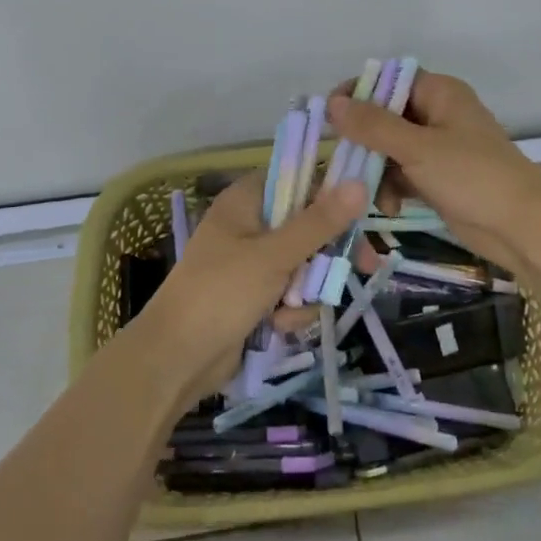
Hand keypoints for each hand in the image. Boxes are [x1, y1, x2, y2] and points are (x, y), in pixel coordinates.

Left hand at [139, 171, 366, 398]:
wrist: (176, 360)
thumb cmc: (221, 294)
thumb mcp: (274, 256)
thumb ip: (319, 222)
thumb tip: (358, 184)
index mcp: (246, 200)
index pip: (299, 180)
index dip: (332, 194)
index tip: (363, 212)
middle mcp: (250, 225)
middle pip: (308, 225)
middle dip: (328, 253)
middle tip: (364, 265)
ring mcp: (252, 262)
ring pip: (305, 263)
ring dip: (307, 288)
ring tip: (291, 307)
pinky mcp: (255, 295)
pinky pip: (291, 292)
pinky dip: (291, 309)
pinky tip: (278, 325)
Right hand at [328, 71, 540, 273]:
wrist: (521, 228)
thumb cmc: (472, 177)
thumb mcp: (418, 149)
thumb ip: (373, 125)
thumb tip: (332, 102)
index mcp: (440, 93)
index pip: (390, 80)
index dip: (359, 93)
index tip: (330, 116)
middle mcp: (439, 113)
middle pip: (386, 116)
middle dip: (365, 141)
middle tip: (343, 163)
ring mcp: (439, 147)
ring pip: (390, 148)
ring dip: (377, 170)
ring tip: (372, 195)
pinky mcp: (438, 177)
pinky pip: (403, 172)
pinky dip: (393, 187)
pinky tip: (390, 207)